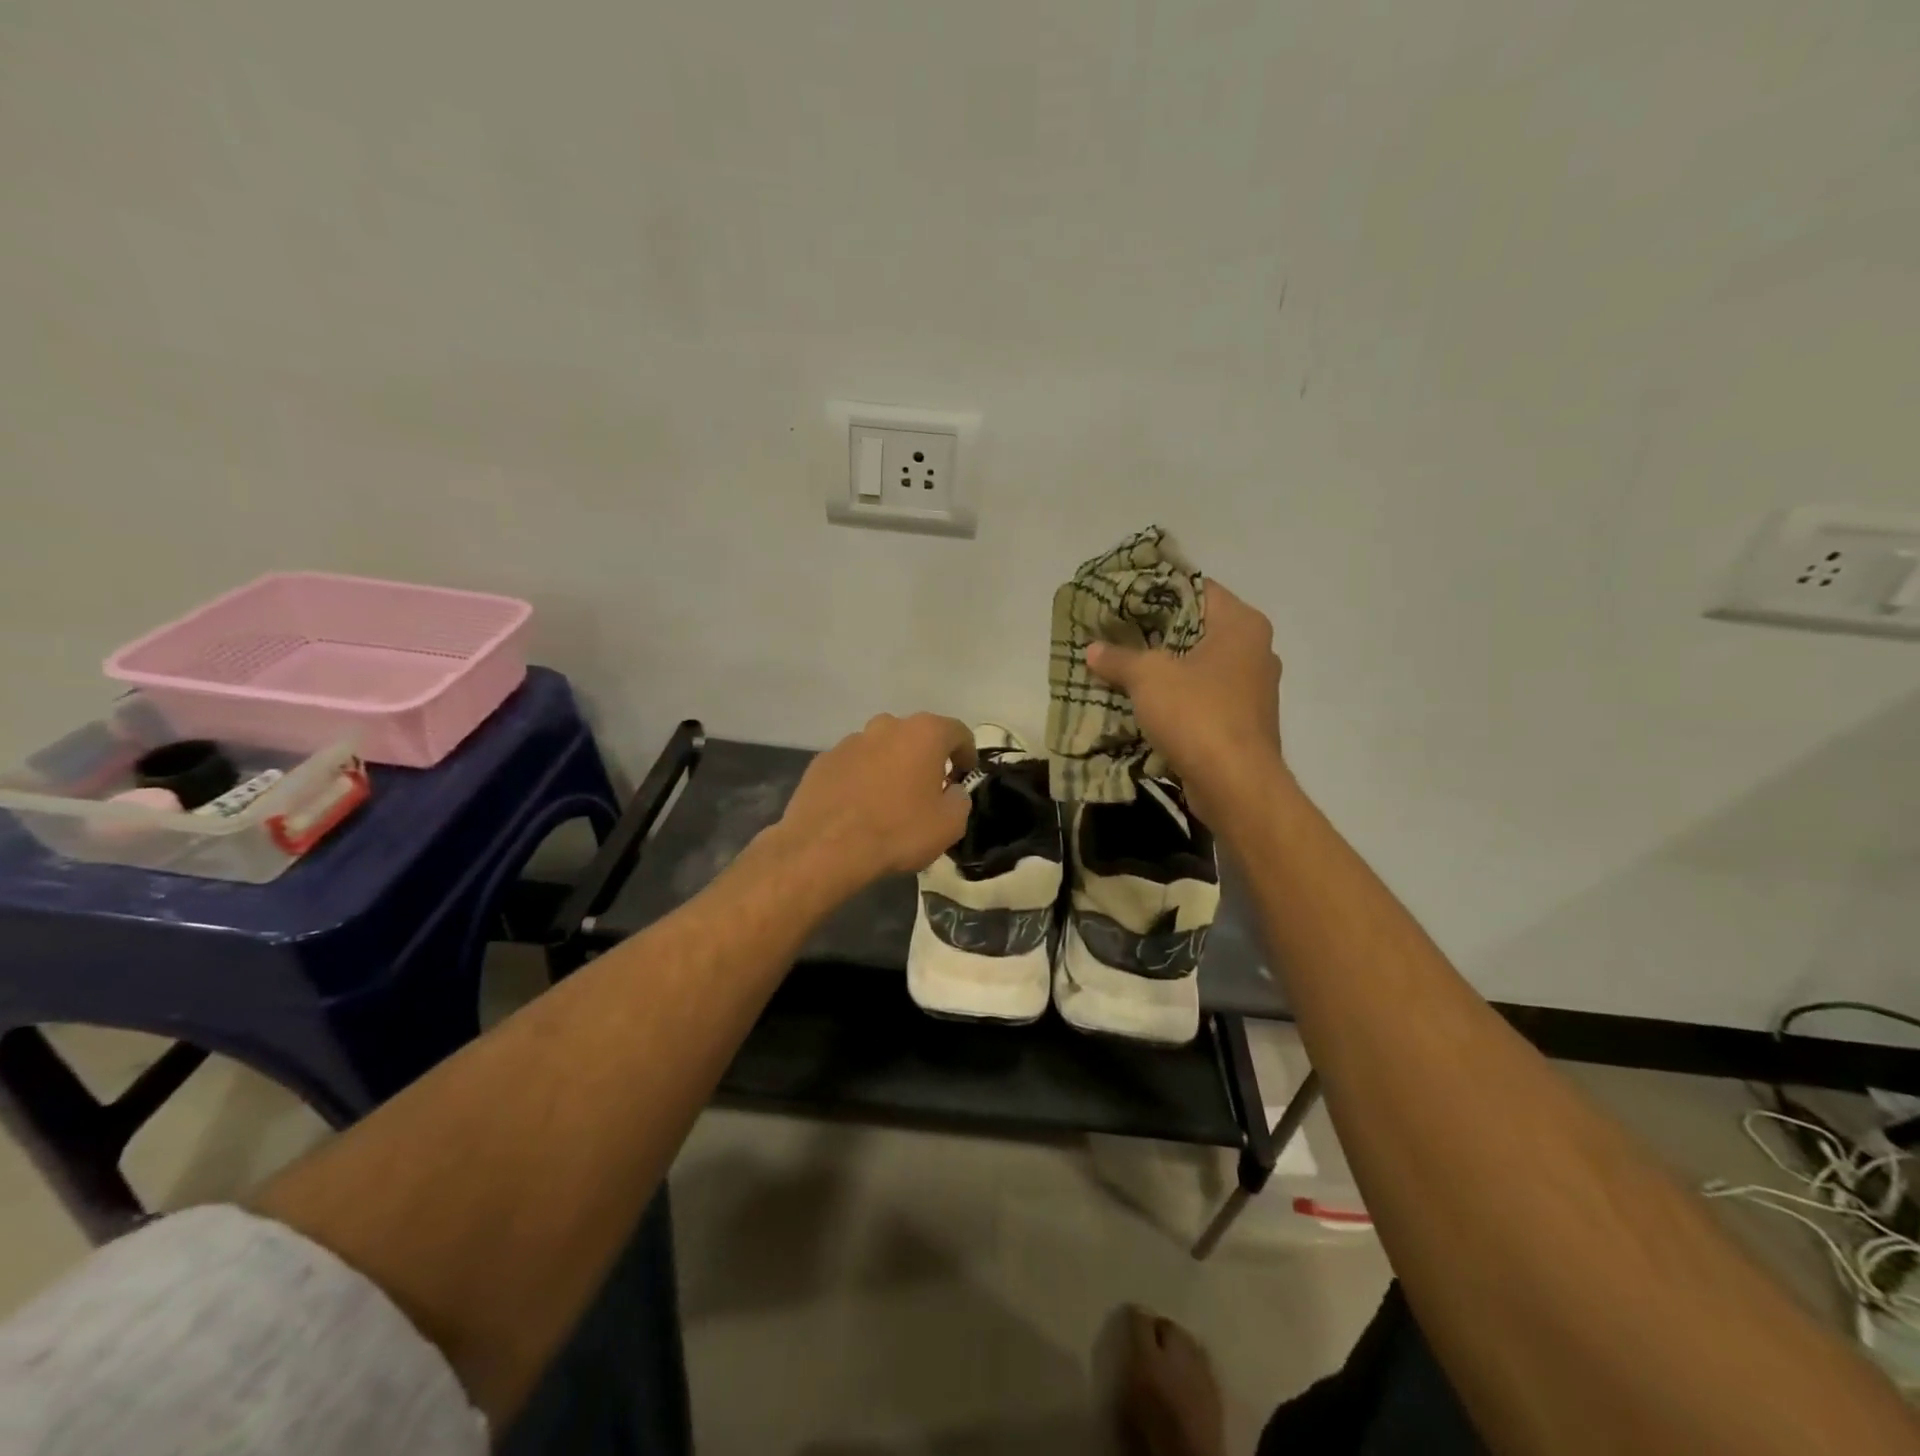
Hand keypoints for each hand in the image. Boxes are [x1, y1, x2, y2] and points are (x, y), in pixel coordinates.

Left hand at [777, 713, 976, 888]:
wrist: (826, 847)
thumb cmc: (898, 831)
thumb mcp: (950, 825)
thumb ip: (960, 800)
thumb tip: (951, 791)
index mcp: (924, 733)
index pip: (958, 732)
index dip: (966, 753)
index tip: (964, 775)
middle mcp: (886, 726)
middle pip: (916, 736)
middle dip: (926, 758)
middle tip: (928, 789)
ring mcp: (850, 741)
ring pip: (881, 748)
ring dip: (891, 766)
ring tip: (889, 801)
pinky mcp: (822, 760)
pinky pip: (853, 765)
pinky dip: (861, 779)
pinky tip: (859, 808)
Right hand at [1084, 580, 1283, 824]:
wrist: (1236, 785)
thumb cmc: (1198, 715)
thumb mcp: (1148, 677)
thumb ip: (1119, 658)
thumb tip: (1093, 650)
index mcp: (1242, 625)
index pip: (1197, 588)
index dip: (1157, 589)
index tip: (1123, 596)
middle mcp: (1254, 650)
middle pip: (1196, 628)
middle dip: (1155, 632)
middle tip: (1114, 632)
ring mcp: (1252, 689)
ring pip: (1198, 666)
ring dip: (1163, 668)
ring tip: (1121, 667)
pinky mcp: (1242, 722)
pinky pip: (1202, 698)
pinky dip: (1175, 698)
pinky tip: (1142, 703)